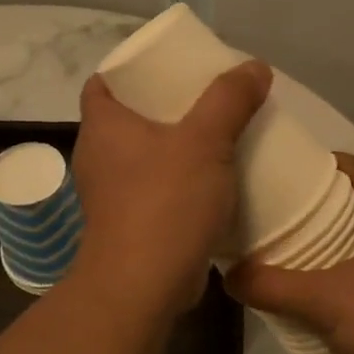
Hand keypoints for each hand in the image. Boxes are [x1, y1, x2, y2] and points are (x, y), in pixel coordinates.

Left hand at [69, 59, 272, 318]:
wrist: (144, 286)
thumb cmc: (165, 202)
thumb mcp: (205, 140)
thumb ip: (230, 99)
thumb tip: (255, 66)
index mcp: (103, 126)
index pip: (103, 82)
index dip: (132, 69)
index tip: (169, 67)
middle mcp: (98, 156)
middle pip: (129, 117)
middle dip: (166, 106)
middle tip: (207, 98)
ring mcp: (111, 194)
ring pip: (144, 155)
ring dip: (176, 146)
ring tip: (217, 136)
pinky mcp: (129, 224)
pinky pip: (155, 188)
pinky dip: (179, 181)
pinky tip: (213, 181)